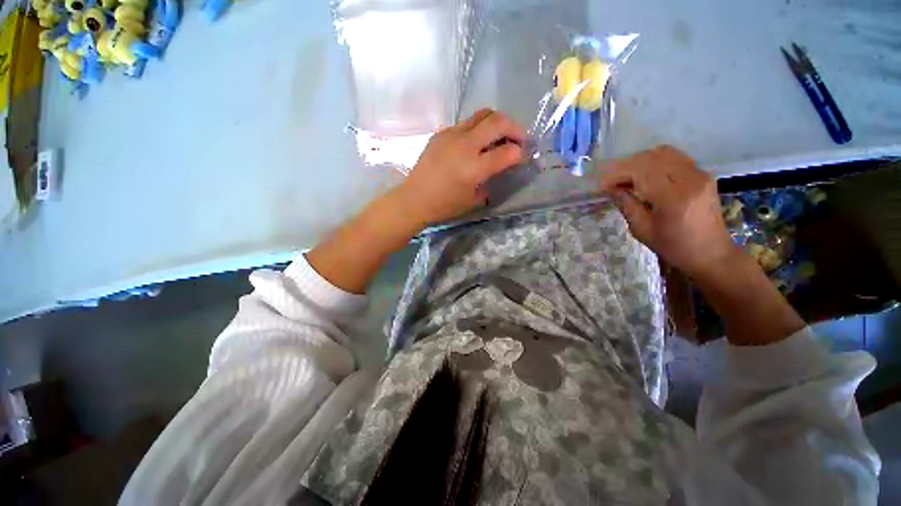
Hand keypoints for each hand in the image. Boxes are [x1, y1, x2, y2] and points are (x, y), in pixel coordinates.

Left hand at [392, 109, 524, 225]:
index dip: (521, 153)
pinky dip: (477, 128)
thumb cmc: (444, 205)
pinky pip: (465, 123)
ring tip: (499, 136)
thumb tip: (500, 168)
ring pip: (482, 114)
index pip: (508, 152)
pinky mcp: (441, 133)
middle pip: (498, 121)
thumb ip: (490, 181)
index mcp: (474, 168)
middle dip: (515, 128)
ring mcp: (451, 135)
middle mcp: (465, 145)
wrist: (414, 198)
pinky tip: (475, 143)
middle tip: (519, 139)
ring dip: (497, 123)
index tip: (523, 156)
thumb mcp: (473, 200)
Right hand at [598, 145, 737, 278]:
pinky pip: (674, 158)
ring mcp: (700, 174)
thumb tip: (610, 189)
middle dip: (626, 166)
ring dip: (640, 162)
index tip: (602, 185)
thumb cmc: (673, 246)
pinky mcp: (703, 174)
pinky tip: (645, 176)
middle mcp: (690, 179)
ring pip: (664, 153)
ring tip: (627, 178)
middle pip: (652, 158)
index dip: (618, 174)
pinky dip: (654, 162)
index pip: (642, 171)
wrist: (710, 252)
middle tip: (611, 182)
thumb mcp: (642, 229)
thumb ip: (626, 205)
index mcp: (674, 197)